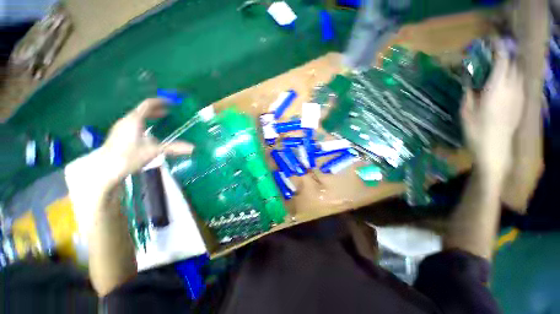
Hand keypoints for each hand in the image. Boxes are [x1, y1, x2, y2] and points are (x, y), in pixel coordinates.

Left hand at [99, 98, 193, 186]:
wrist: (106, 169)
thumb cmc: (129, 156)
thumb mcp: (154, 151)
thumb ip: (174, 148)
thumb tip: (193, 148)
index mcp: (134, 120)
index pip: (148, 104)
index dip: (160, 102)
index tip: (171, 103)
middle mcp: (126, 120)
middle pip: (142, 110)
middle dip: (156, 110)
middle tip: (169, 112)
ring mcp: (121, 128)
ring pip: (137, 117)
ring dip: (150, 117)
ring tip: (161, 120)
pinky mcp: (118, 135)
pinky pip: (133, 124)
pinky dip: (144, 123)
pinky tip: (149, 132)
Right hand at [461, 44, 523, 179]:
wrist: (495, 147)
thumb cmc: (477, 129)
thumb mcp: (466, 110)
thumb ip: (469, 92)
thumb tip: (468, 80)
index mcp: (497, 87)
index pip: (502, 61)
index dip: (498, 49)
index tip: (492, 42)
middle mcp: (512, 88)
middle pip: (513, 65)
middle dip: (505, 58)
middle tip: (494, 57)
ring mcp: (519, 96)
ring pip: (518, 74)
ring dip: (510, 68)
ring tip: (500, 69)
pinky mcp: (522, 103)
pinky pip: (520, 84)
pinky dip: (514, 78)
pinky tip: (506, 84)